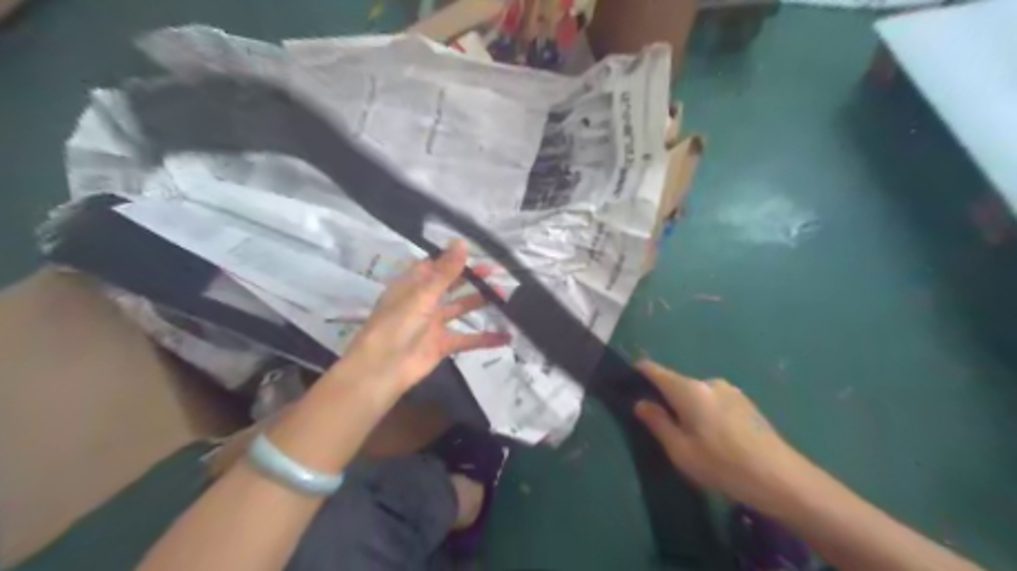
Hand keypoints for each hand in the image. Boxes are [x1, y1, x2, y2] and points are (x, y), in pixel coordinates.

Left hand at [338, 241, 513, 397]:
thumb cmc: (397, 324)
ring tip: (506, 295)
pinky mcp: (442, 345)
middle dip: (472, 278)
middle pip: (451, 284)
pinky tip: (506, 336)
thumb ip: (445, 271)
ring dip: (481, 302)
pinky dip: (486, 338)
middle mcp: (423, 301)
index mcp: (412, 284)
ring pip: (461, 309)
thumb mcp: (422, 294)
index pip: (434, 265)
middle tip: (497, 270)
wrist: (382, 369)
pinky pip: (467, 339)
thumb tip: (462, 241)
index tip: (478, 250)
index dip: (453, 257)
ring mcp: (433, 323)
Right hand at [633, 362, 816, 511]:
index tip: (627, 382)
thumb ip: (657, 422)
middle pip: (676, 383)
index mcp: (689, 390)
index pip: (654, 370)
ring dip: (688, 408)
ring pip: (697, 394)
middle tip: (663, 428)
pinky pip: (714, 401)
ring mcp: (730, 390)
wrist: (783, 479)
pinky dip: (706, 412)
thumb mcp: (680, 451)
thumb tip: (640, 402)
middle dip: (666, 399)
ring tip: (694, 439)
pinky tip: (716, 439)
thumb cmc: (723, 465)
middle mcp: (709, 382)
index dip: (638, 372)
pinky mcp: (746, 402)